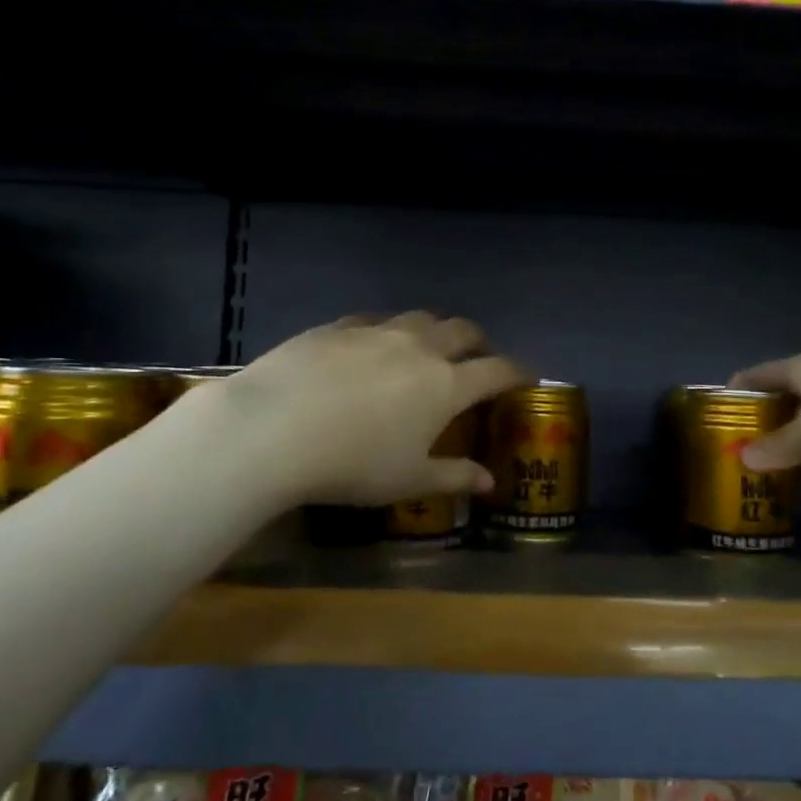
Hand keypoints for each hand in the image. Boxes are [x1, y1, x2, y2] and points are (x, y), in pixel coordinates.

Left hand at [213, 312, 525, 506]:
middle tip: (478, 358)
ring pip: (420, 318)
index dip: (518, 372)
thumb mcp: (408, 480)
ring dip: (434, 330)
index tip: (527, 377)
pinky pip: (373, 320)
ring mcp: (377, 332)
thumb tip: (489, 482)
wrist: (274, 429)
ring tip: (427, 348)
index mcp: (446, 385)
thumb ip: (453, 477)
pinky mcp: (337, 327)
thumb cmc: (353, 464)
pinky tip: (372, 345)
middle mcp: (419, 348)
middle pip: (463, 331)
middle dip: (479, 342)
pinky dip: (386, 330)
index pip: (497, 370)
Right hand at [730, 342, 800, 473]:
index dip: (734, 394)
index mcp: (800, 369)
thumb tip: (744, 459)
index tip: (716, 421)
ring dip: (795, 453)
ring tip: (769, 481)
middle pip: (783, 407)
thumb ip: (782, 443)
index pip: (755, 376)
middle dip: (763, 432)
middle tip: (741, 462)